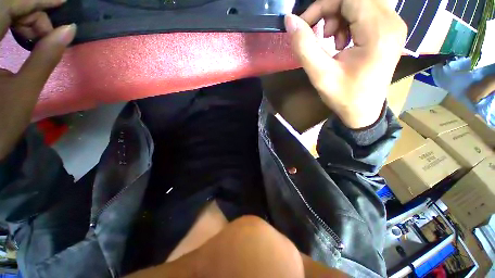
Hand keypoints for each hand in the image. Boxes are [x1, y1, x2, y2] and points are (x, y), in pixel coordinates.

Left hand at [0, 0, 75, 158]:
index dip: (37, 0)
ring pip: (2, 14)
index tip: (61, 2)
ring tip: (36, 40)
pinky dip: (14, 26)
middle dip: (31, 15)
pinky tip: (23, 38)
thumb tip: (68, 32)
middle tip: (48, 36)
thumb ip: (45, 58)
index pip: (10, 5)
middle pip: (6, 7)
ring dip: (23, 21)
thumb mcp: (23, 92)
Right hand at [285, 0, 406, 128]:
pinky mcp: (389, 30)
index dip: (322, 6)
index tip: (305, 25)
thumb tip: (290, 20)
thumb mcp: (320, 75)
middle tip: (320, 35)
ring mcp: (393, 25)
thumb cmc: (343, 96)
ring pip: (360, 3)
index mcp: (379, 31)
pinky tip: (343, 42)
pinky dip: (349, 22)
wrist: (363, 111)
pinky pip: (366, 12)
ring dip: (339, 16)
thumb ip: (304, 47)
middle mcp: (392, 22)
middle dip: (330, 11)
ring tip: (332, 41)